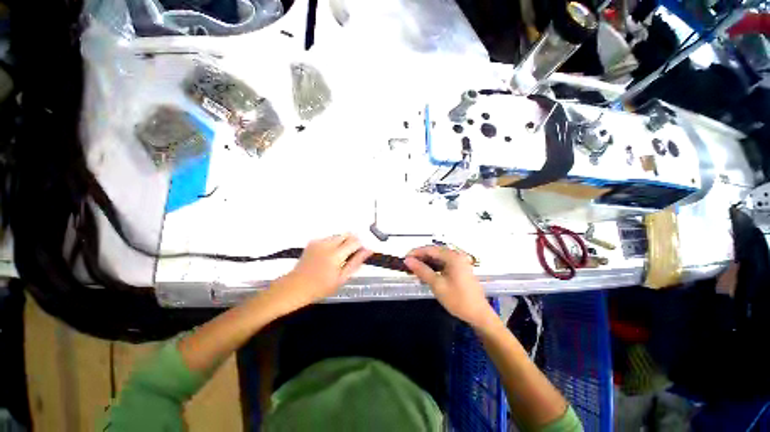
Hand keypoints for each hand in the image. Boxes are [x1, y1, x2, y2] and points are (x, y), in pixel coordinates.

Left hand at [279, 234, 372, 306]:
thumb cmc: (321, 287)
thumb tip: (368, 250)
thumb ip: (356, 262)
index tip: (361, 253)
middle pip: (347, 235)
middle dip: (352, 242)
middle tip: (350, 255)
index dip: (361, 245)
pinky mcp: (312, 242)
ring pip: (338, 236)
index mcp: (337, 254)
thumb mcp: (342, 278)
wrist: (296, 287)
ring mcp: (319, 241)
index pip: (355, 241)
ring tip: (338, 257)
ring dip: (342, 242)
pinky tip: (328, 255)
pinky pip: (328, 238)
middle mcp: (328, 244)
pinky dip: (332, 243)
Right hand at [405, 246, 495, 328]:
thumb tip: (407, 260)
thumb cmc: (458, 299)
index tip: (404, 259)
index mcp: (452, 257)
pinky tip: (426, 274)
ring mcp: (459, 262)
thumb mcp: (437, 284)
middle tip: (408, 265)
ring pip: (438, 258)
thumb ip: (422, 270)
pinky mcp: (459, 269)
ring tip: (414, 270)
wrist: (479, 314)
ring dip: (426, 263)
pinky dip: (434, 268)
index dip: (416, 253)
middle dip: (420, 258)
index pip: (430, 249)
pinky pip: (443, 264)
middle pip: (434, 252)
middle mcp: (456, 256)